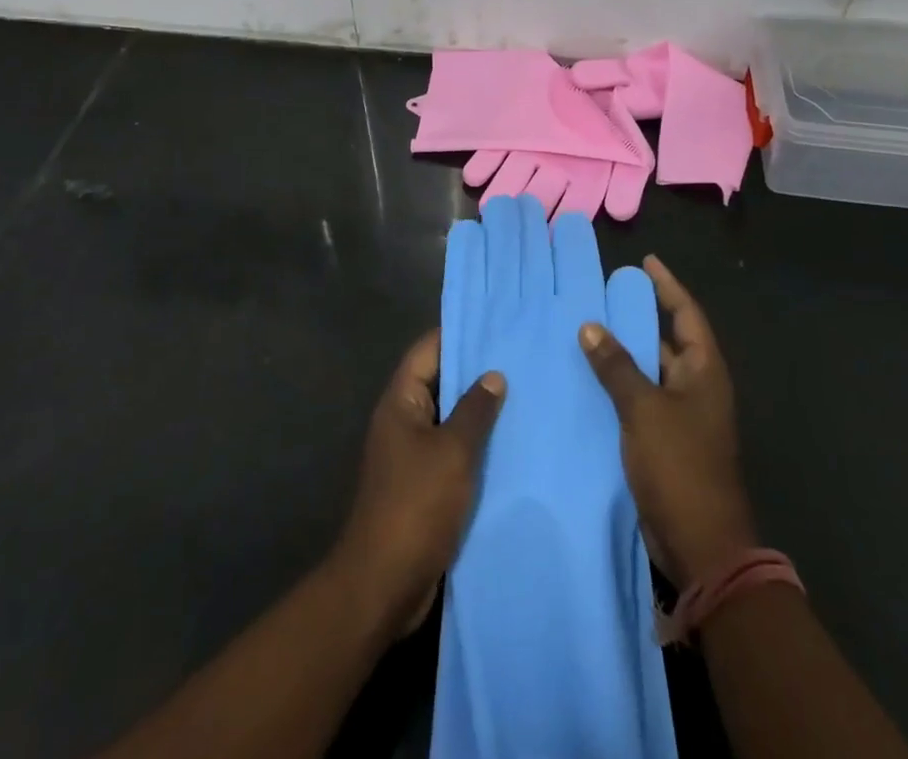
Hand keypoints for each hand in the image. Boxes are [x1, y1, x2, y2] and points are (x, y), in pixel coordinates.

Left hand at [331, 330, 505, 640]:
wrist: (384, 583)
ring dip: (479, 412)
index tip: (495, 323)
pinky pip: (451, 452)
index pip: (428, 350)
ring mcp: (410, 454)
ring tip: (524, 396)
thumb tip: (493, 375)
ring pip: (448, 420)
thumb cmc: (416, 505)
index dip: (458, 334)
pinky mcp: (422, 485)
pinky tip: (511, 446)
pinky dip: (476, 446)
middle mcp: (402, 420)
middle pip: (439, 382)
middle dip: (475, 373)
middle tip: (520, 358)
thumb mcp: (452, 452)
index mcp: (400, 401)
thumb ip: (475, 411)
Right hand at [579, 256, 757, 588]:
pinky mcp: (664, 441)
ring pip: (650, 371)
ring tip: (587, 328)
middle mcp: (696, 388)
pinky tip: (587, 377)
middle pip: (668, 340)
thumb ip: (617, 366)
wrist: (700, 546)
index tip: (645, 262)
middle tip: (603, 293)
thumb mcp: (644, 409)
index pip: (687, 314)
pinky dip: (618, 384)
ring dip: (624, 352)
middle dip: (639, 317)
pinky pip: (640, 399)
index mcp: (703, 372)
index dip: (668, 286)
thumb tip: (591, 326)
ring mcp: (682, 416)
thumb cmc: (680, 467)